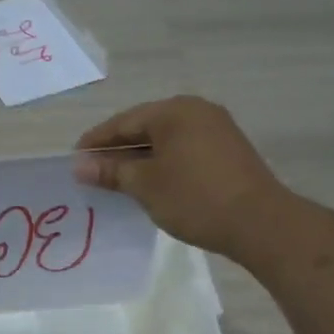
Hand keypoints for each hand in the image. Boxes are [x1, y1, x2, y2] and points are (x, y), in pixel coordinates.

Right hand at [72, 96, 284, 256]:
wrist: (259, 222)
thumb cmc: (194, 198)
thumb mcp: (145, 185)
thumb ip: (111, 171)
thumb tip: (80, 166)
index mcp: (174, 110)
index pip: (123, 122)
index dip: (95, 141)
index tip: (74, 160)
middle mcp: (196, 111)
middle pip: (144, 127)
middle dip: (117, 150)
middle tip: (92, 172)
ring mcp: (216, 129)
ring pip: (165, 140)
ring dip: (139, 159)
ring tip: (116, 181)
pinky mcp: (227, 151)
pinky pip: (182, 150)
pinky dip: (162, 164)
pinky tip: (150, 184)